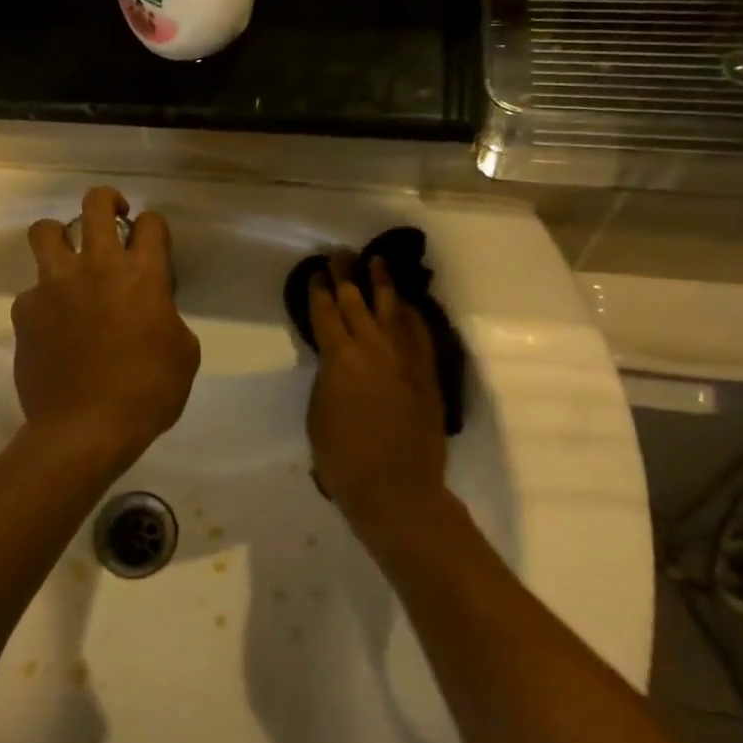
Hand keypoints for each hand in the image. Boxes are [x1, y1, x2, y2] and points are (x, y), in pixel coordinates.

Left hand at [13, 188, 200, 463]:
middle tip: (113, 216)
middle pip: (95, 204)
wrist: (84, 430)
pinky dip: (43, 300)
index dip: (154, 227)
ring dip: (59, 236)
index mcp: (141, 275)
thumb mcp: (183, 354)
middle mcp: (96, 267)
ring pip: (45, 231)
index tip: (151, 241)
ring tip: (68, 257)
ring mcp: (54, 285)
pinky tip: (52, 325)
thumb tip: (151, 310)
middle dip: (107, 199)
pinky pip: (31, 291)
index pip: (151, 224)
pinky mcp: (25, 310)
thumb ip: (167, 317)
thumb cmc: (147, 394)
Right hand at [306, 255, 447, 528]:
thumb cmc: (341, 457)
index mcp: (339, 358)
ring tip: (376, 261)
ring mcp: (405, 358)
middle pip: (358, 301)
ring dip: (383, 283)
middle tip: (340, 253)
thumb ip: (326, 376)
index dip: (318, 290)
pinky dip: (411, 313)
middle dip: (347, 275)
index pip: (326, 313)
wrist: (395, 488)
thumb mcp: (317, 411)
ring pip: (392, 309)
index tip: (315, 272)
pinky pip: (419, 332)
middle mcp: (374, 348)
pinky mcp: (427, 372)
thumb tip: (335, 359)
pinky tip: (406, 303)